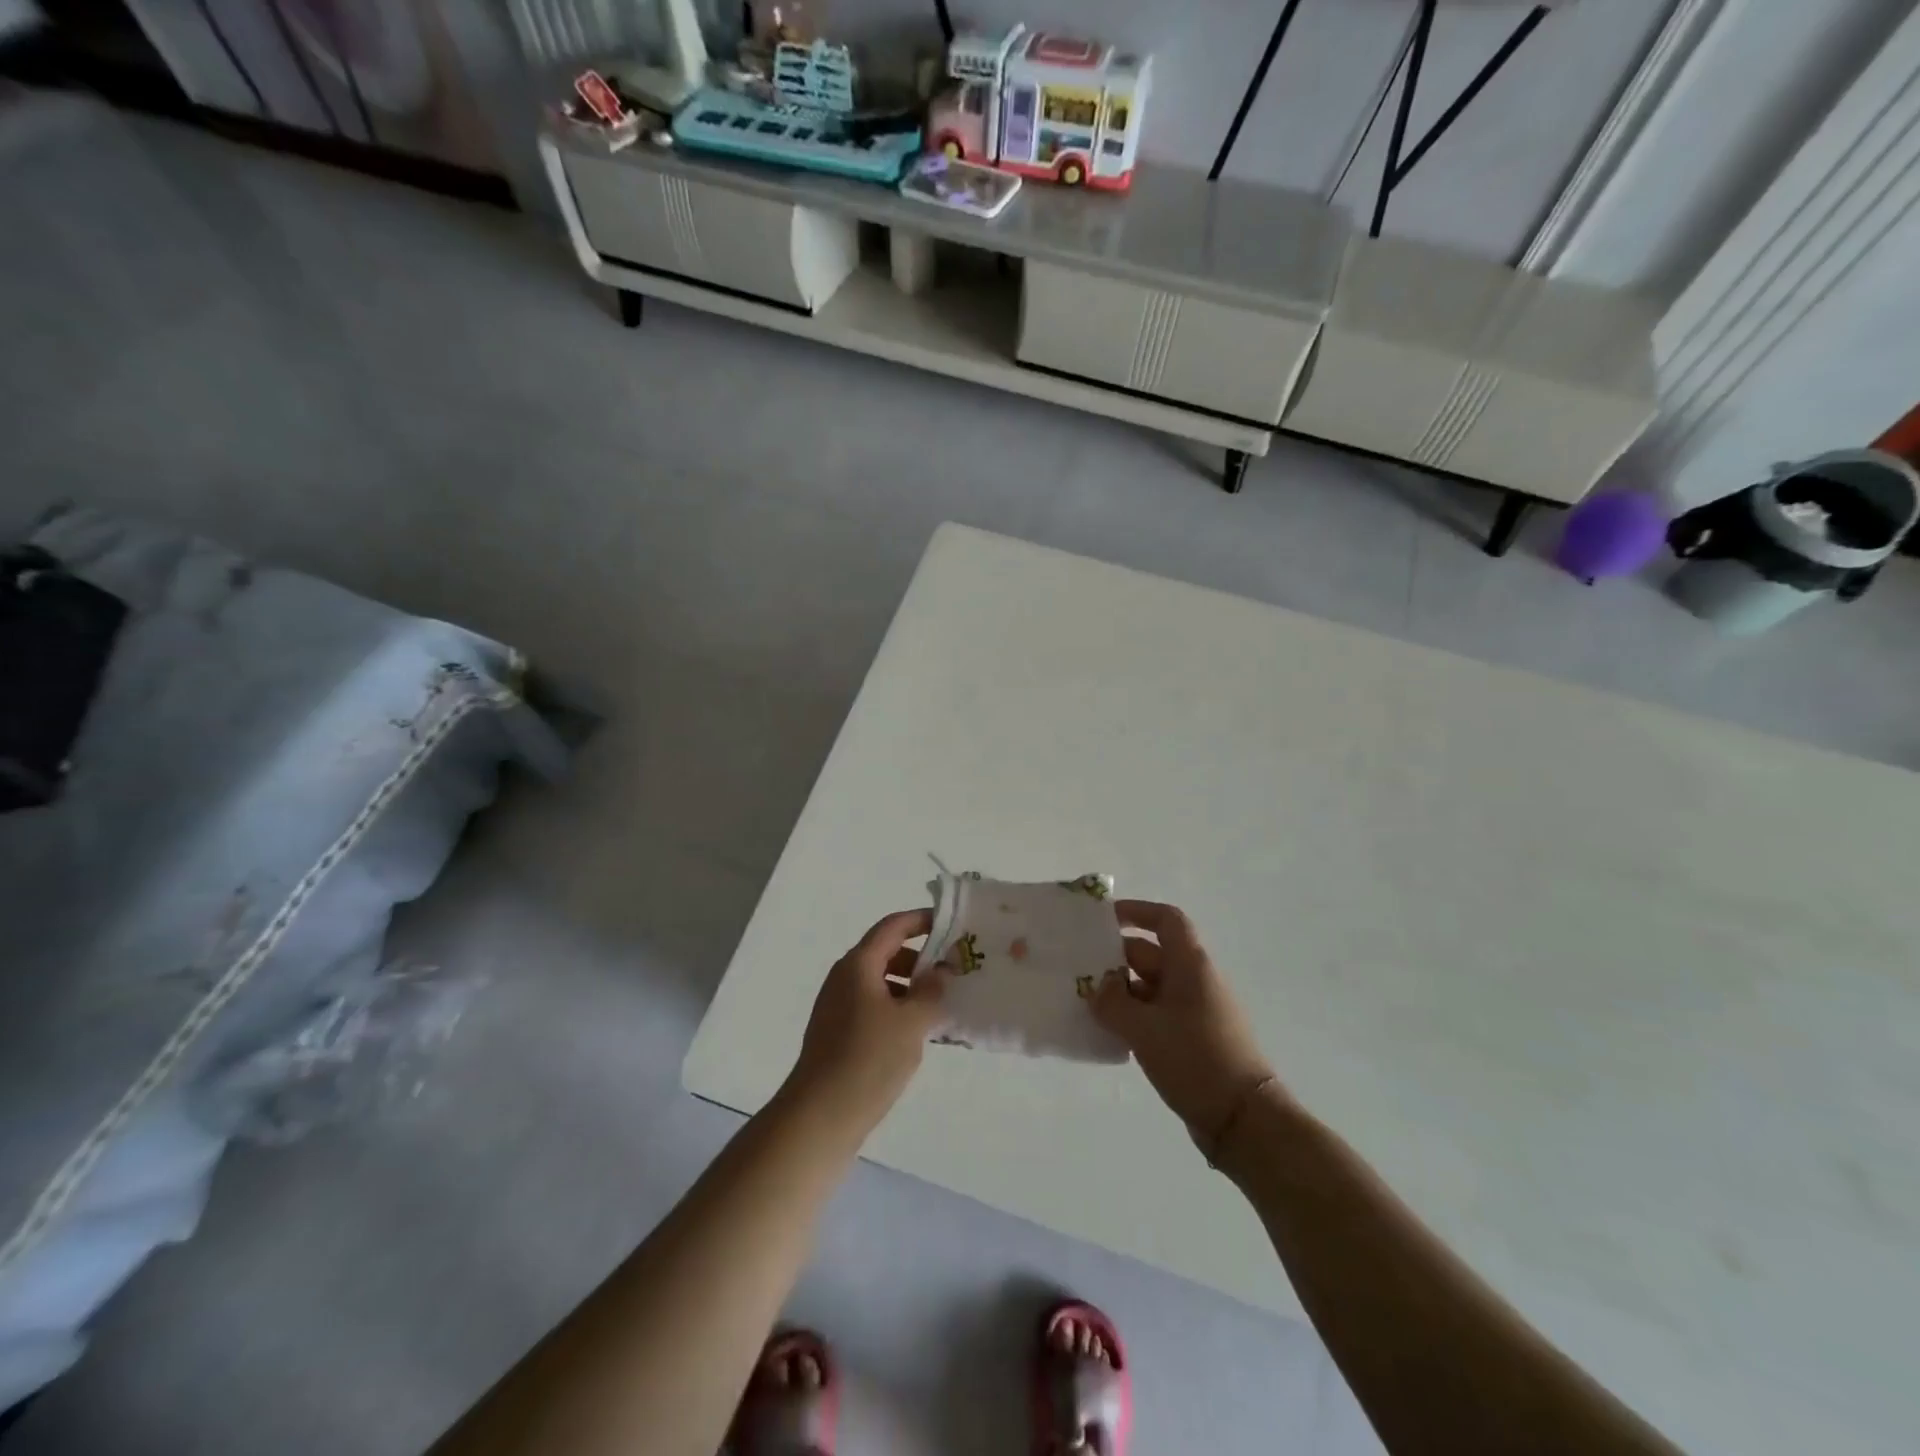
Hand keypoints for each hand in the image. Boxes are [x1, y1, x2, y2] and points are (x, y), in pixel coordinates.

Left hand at [782, 908, 946, 1138]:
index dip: (921, 920)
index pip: (893, 926)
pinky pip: (874, 1007)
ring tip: (942, 1006)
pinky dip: (898, 1009)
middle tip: (953, 971)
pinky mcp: (838, 1033)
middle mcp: (845, 978)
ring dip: (911, 988)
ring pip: (881, 983)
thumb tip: (939, 972)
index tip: (951, 924)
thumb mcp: (911, 1022)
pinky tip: (920, 1034)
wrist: (819, 1116)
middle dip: (921, 959)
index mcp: (858, 964)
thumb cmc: (868, 1059)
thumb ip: (931, 991)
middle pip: (886, 953)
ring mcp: (838, 1006)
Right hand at [1092, 901, 1277, 1145]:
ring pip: (1151, 986)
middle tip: (1079, 969)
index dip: (1137, 911)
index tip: (1104, 919)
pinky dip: (1134, 1016)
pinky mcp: (1194, 1038)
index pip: (1166, 920)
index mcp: (1190, 965)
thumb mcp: (1144, 1029)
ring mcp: (1196, 1011)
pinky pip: (1158, 1014)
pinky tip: (1109, 1033)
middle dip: (1116, 958)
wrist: (1244, 1120)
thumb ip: (1113, 1003)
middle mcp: (1195, 981)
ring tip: (1086, 1002)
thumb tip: (1097, 989)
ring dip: (1121, 991)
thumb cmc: (1195, 1059)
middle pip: (1152, 954)